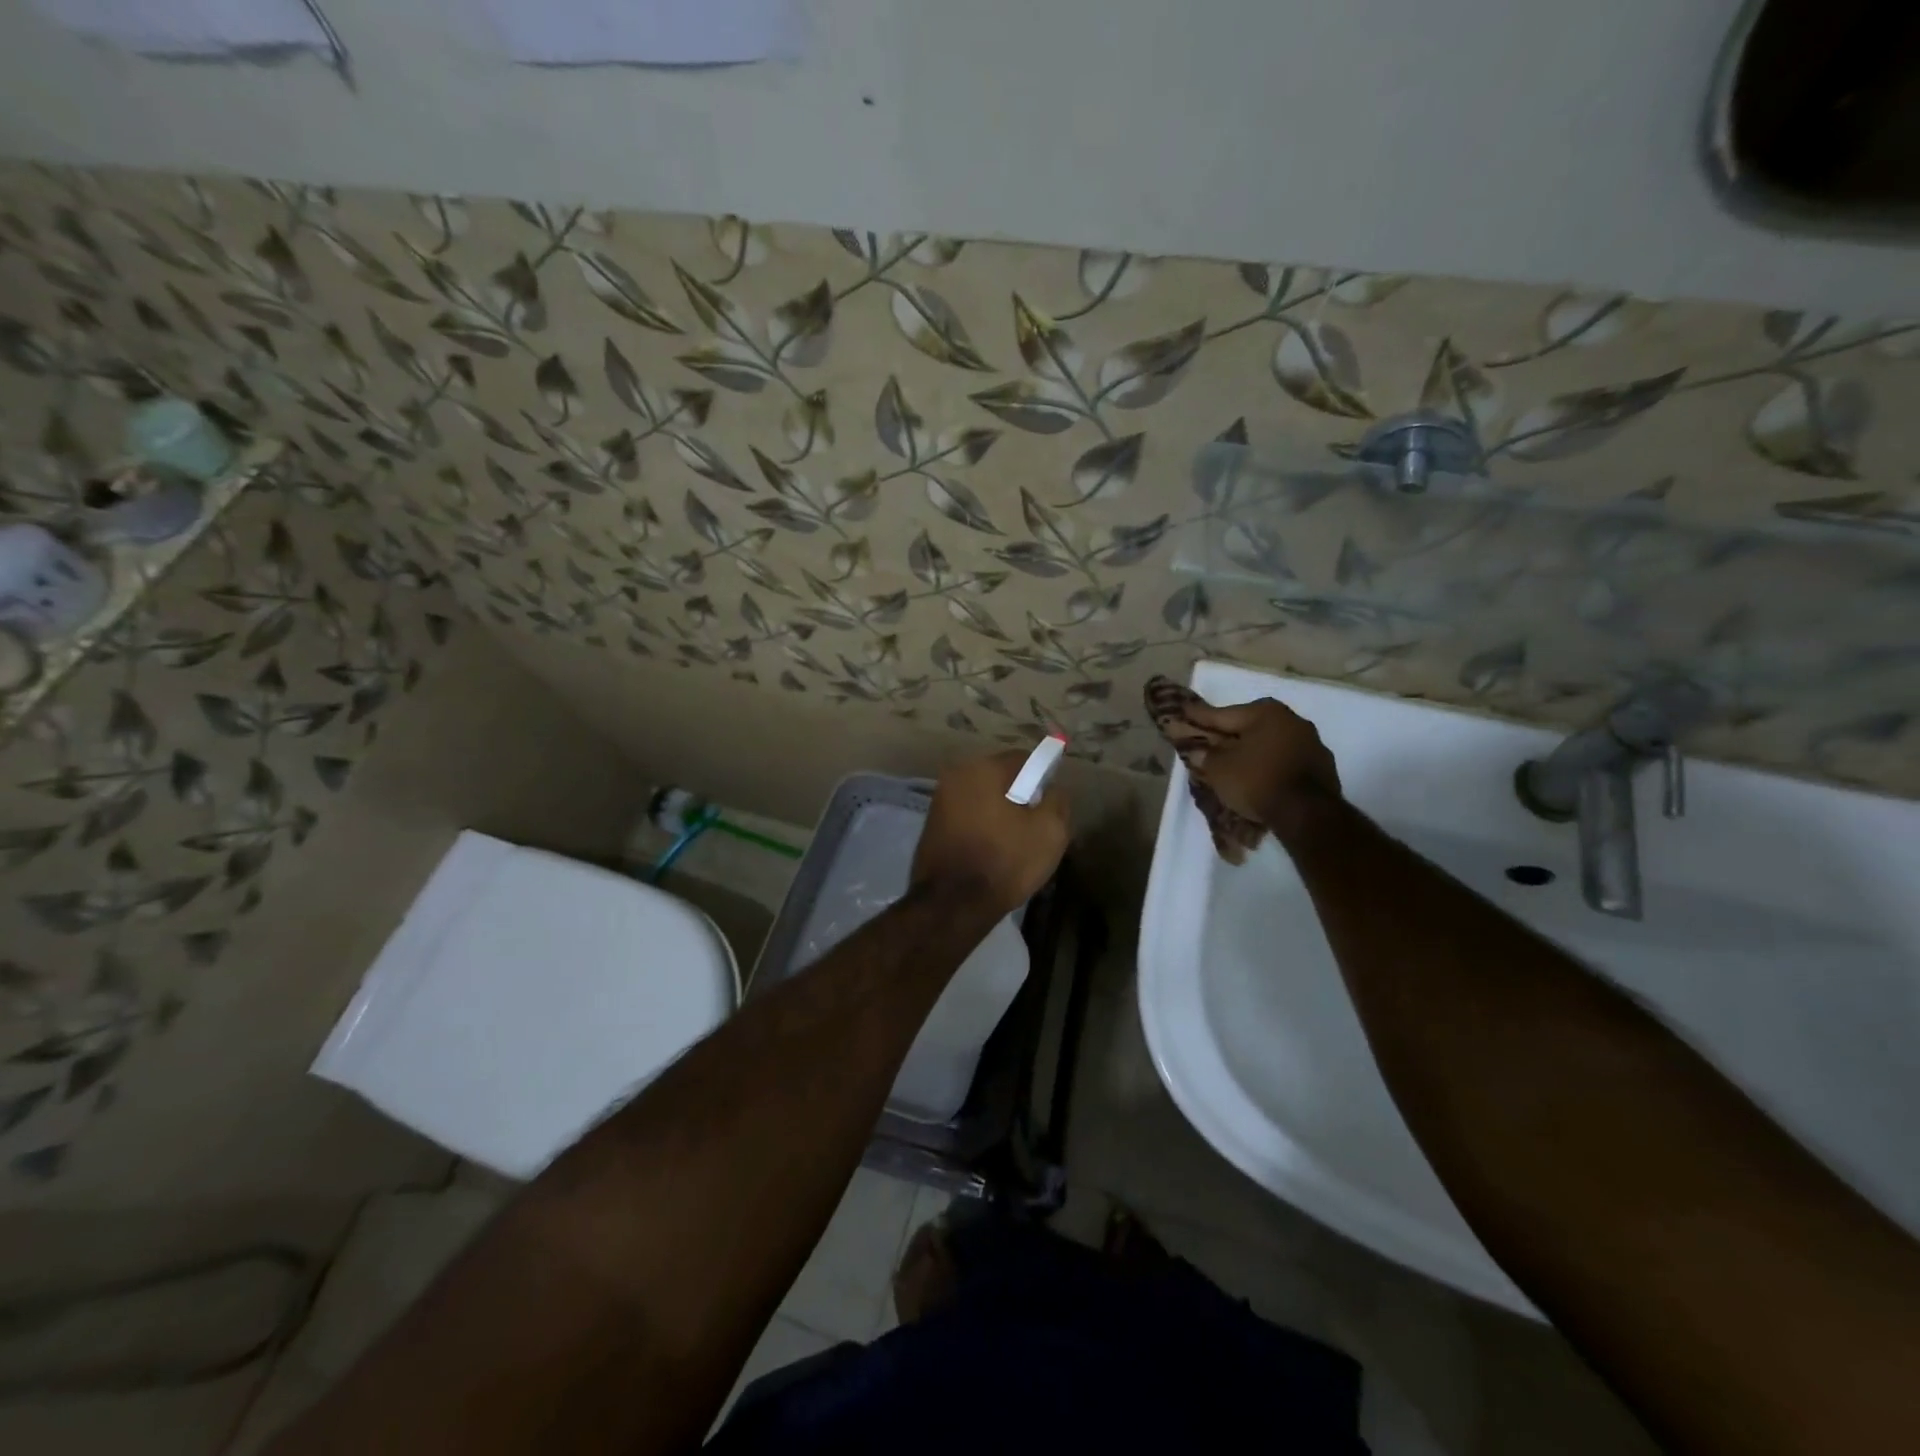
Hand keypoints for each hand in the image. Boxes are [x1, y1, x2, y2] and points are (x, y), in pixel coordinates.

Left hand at [912, 751, 1070, 916]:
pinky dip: (982, 827)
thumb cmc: (1004, 861)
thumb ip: (1057, 801)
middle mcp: (955, 776)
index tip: (1050, 806)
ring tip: (1015, 845)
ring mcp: (939, 801)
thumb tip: (1053, 790)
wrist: (952, 905)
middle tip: (1036, 827)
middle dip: (1020, 797)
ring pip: (983, 799)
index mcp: (982, 768)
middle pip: (1000, 778)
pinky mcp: (931, 826)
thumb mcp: (1049, 831)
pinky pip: (968, 817)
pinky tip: (992, 853)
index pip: (1023, 759)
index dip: (1043, 779)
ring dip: (1000, 814)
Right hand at [1186, 698, 1341, 839]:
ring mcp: (1311, 742)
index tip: (1184, 711)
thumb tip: (1198, 750)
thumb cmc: (1256, 780)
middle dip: (1230, 732)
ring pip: (1270, 742)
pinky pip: (1285, 759)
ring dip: (1253, 749)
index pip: (1224, 714)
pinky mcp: (1322, 766)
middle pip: (1250, 725)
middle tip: (1210, 738)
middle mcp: (1292, 719)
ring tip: (1235, 761)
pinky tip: (1260, 776)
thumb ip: (1206, 755)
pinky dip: (1270, 764)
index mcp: (1265, 712)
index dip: (1200, 716)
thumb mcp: (1219, 768)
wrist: (1307, 812)